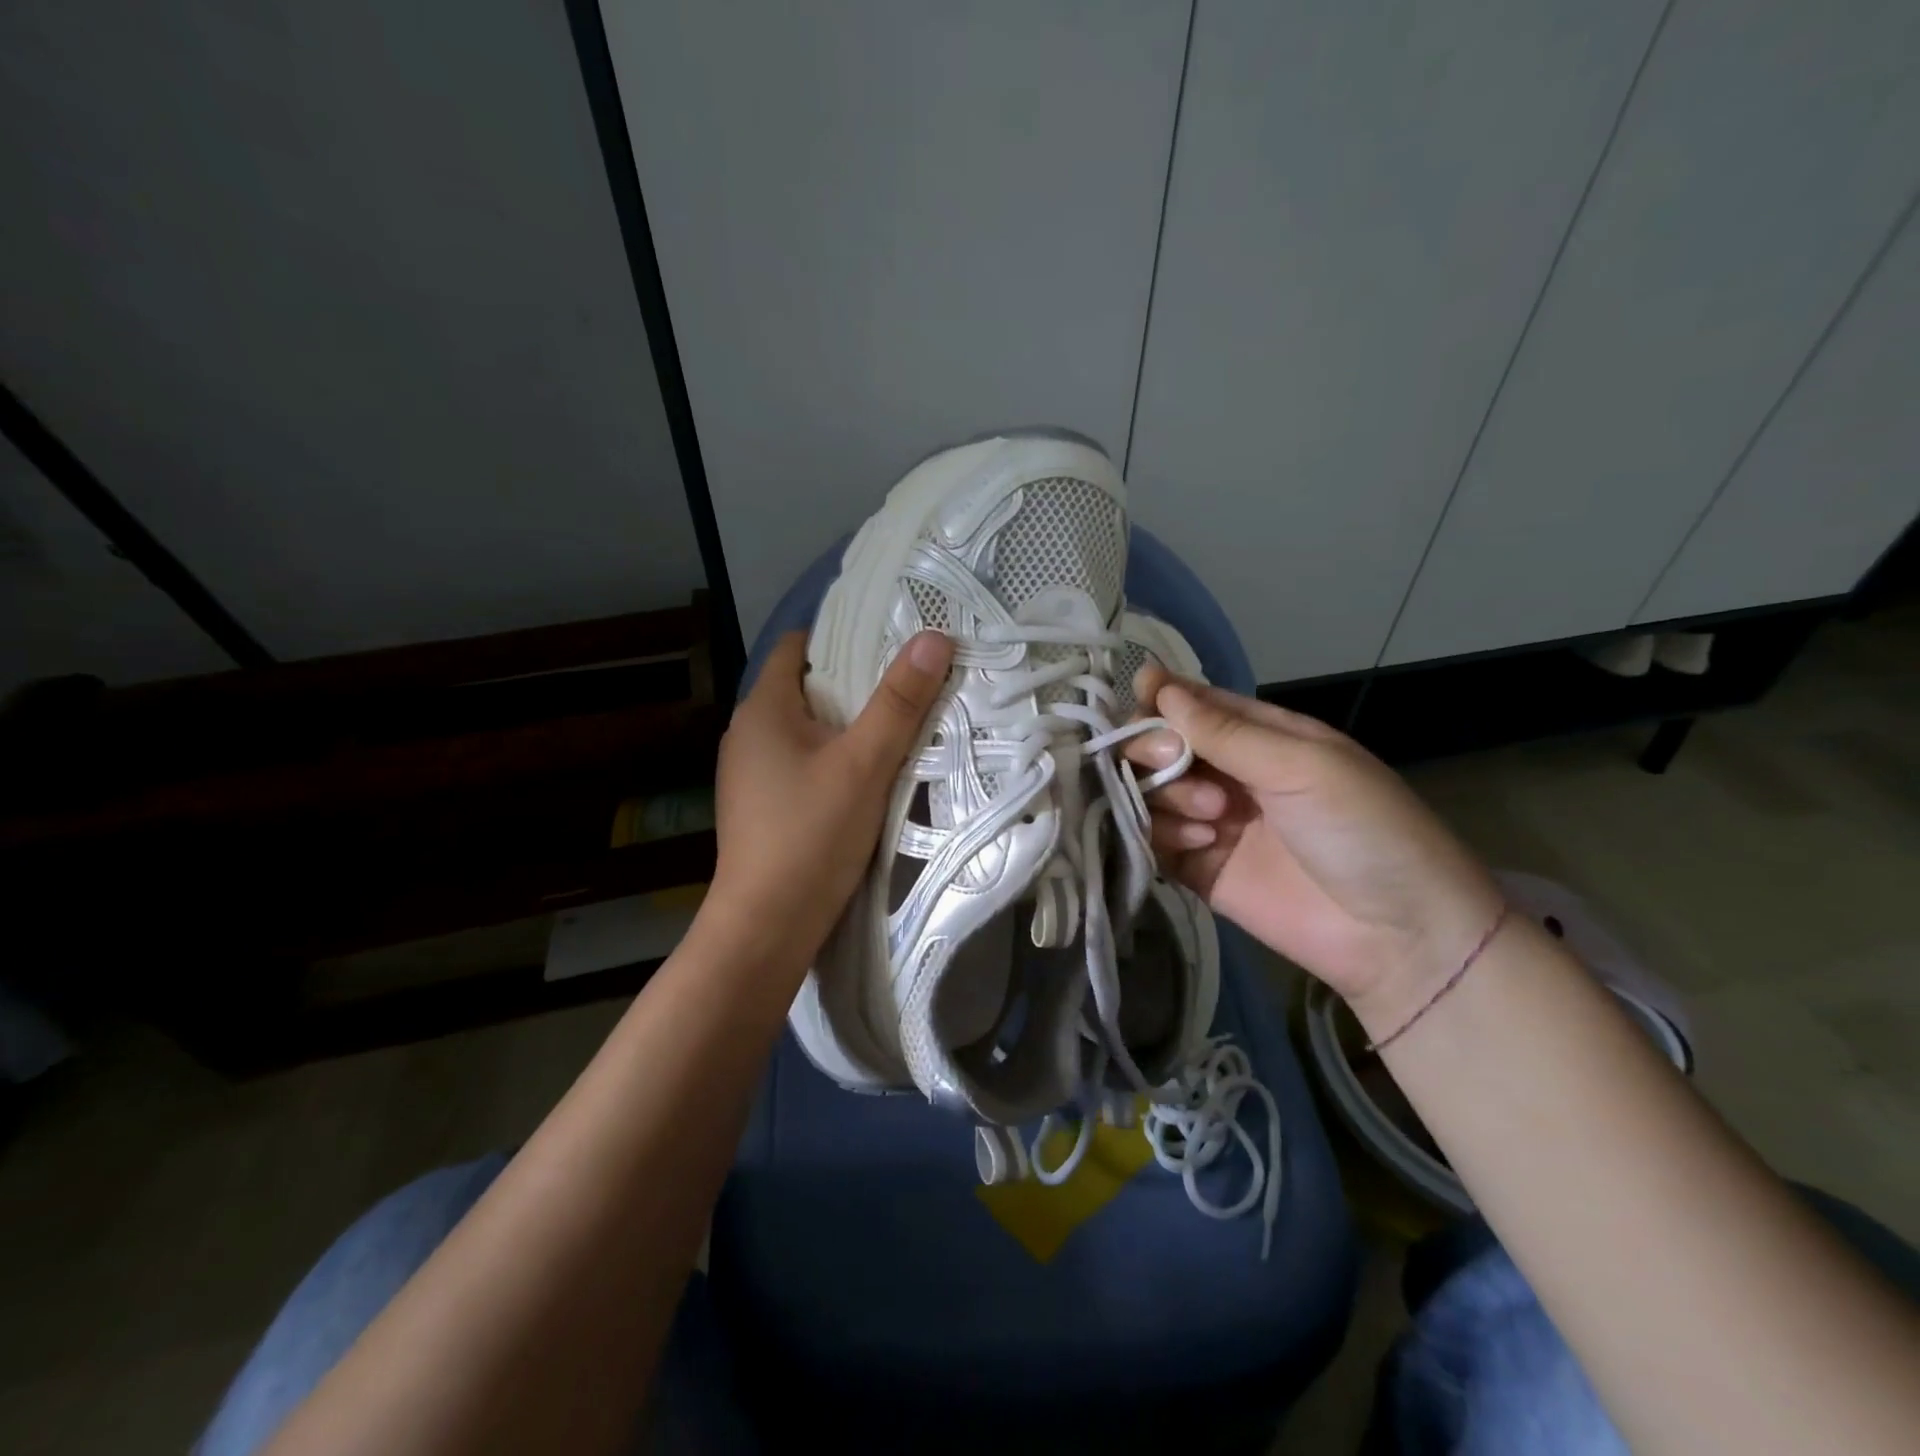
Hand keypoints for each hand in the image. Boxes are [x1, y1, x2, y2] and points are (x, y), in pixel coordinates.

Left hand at [703, 629, 952, 967]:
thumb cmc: (811, 835)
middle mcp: (748, 734)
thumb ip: (899, 701)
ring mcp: (751, 774)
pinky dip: (834, 759)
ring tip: (898, 725)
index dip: (842, 635)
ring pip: (807, 730)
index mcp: (763, 710)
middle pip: (806, 688)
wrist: (766, 927)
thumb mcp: (864, 763)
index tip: (891, 638)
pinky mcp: (762, 807)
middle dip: (855, 682)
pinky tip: (867, 776)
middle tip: (910, 682)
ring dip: (847, 725)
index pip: (797, 647)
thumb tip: (934, 637)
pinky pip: (803, 763)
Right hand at [1126, 667, 1502, 1023]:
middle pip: (1158, 746)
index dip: (1160, 699)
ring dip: (1166, 795)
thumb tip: (1154, 684)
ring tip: (1212, 818)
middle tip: (1175, 764)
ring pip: (1149, 791)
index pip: (1192, 704)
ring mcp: (1210, 822)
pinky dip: (1162, 835)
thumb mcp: (1302, 765)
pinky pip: (1153, 840)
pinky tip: (1202, 845)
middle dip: (1156, 750)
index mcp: (1260, 736)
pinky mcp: (1198, 870)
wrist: (1398, 936)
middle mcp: (1228, 773)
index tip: (1138, 699)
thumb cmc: (1364, 829)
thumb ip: (1224, 731)